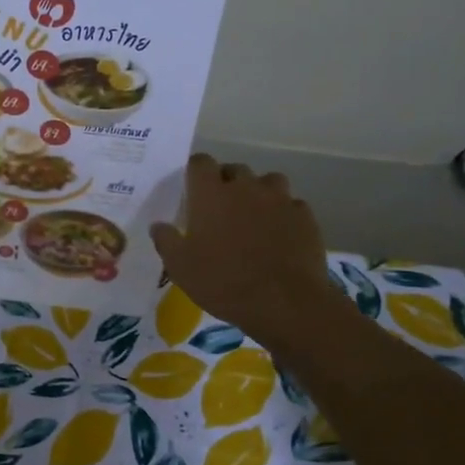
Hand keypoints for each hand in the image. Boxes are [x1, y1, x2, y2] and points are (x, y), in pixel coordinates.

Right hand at [150, 154, 331, 349]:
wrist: (284, 302)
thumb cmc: (223, 282)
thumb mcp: (180, 268)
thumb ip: (166, 241)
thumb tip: (159, 225)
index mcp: (211, 194)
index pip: (200, 162)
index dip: (195, 171)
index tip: (192, 188)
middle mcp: (245, 187)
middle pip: (234, 169)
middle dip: (226, 183)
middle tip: (220, 209)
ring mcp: (279, 199)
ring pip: (268, 182)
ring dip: (258, 193)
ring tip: (254, 216)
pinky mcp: (305, 216)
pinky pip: (291, 205)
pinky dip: (283, 213)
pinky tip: (280, 234)